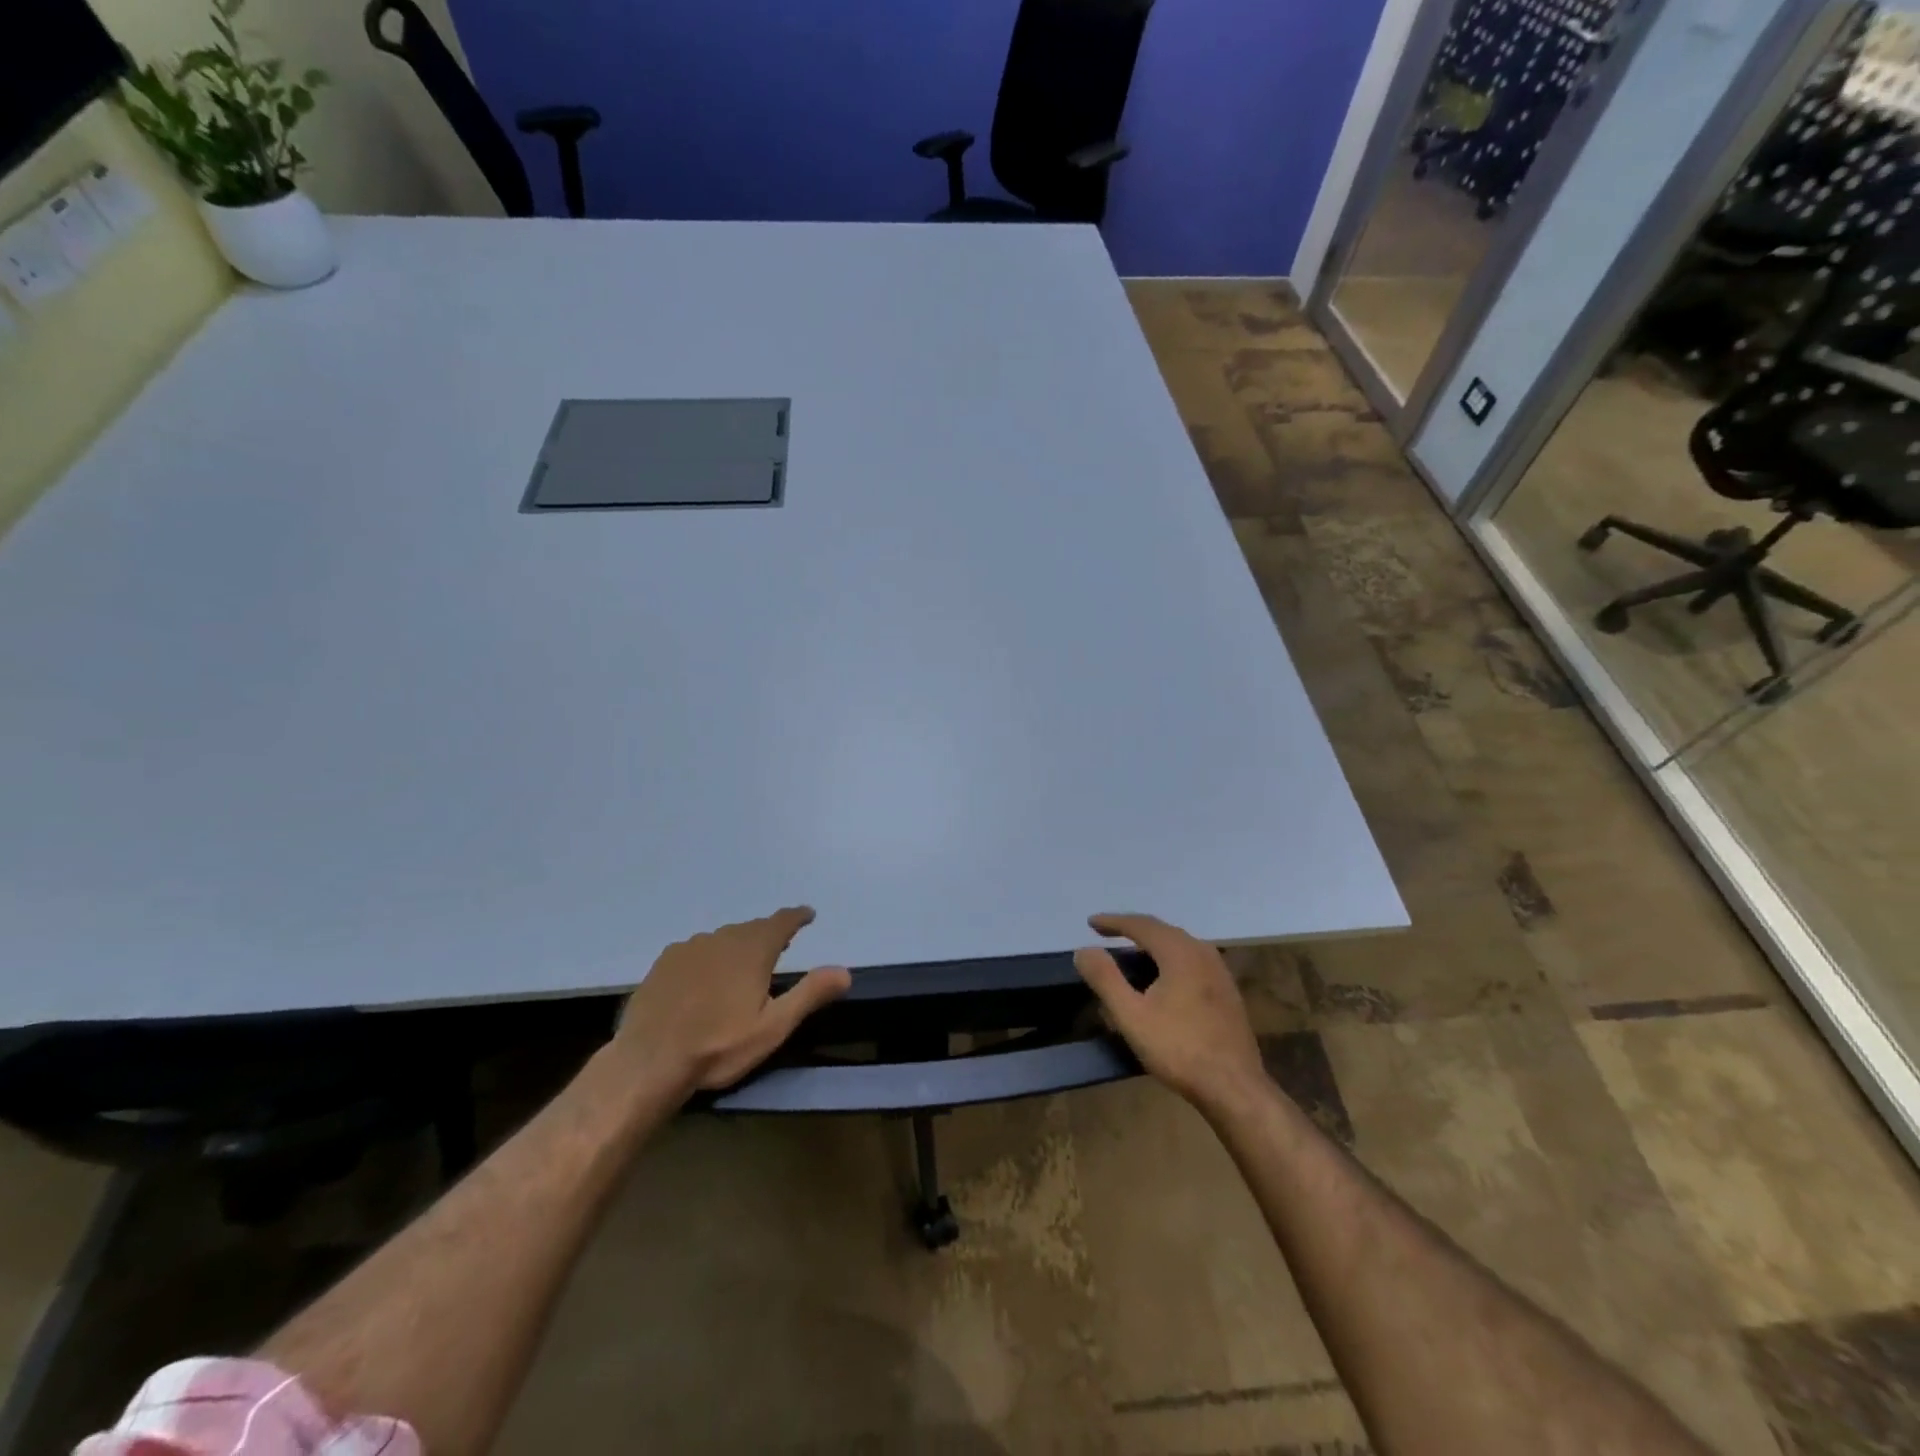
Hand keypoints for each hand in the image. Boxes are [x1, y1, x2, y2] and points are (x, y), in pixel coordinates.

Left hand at [613, 906, 851, 1094]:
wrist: (648, 1061)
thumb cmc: (719, 1046)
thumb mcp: (773, 1027)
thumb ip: (809, 994)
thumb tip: (845, 971)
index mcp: (752, 950)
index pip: (781, 921)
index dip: (797, 917)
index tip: (808, 915)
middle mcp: (721, 938)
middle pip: (751, 929)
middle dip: (768, 934)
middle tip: (780, 946)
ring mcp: (688, 948)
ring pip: (722, 939)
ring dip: (737, 946)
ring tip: (742, 965)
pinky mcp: (663, 964)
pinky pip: (695, 951)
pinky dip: (708, 957)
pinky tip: (704, 978)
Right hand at [1075, 913, 1266, 1112]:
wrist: (1235, 1087)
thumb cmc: (1179, 1049)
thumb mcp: (1131, 1015)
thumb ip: (1105, 979)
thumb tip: (1084, 950)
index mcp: (1179, 952)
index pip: (1141, 925)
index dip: (1113, 922)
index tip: (1090, 923)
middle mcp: (1202, 952)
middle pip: (1162, 930)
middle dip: (1133, 929)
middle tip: (1108, 934)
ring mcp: (1219, 971)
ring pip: (1180, 945)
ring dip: (1153, 944)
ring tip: (1132, 953)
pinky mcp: (1228, 991)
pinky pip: (1192, 960)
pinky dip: (1170, 959)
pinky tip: (1163, 977)